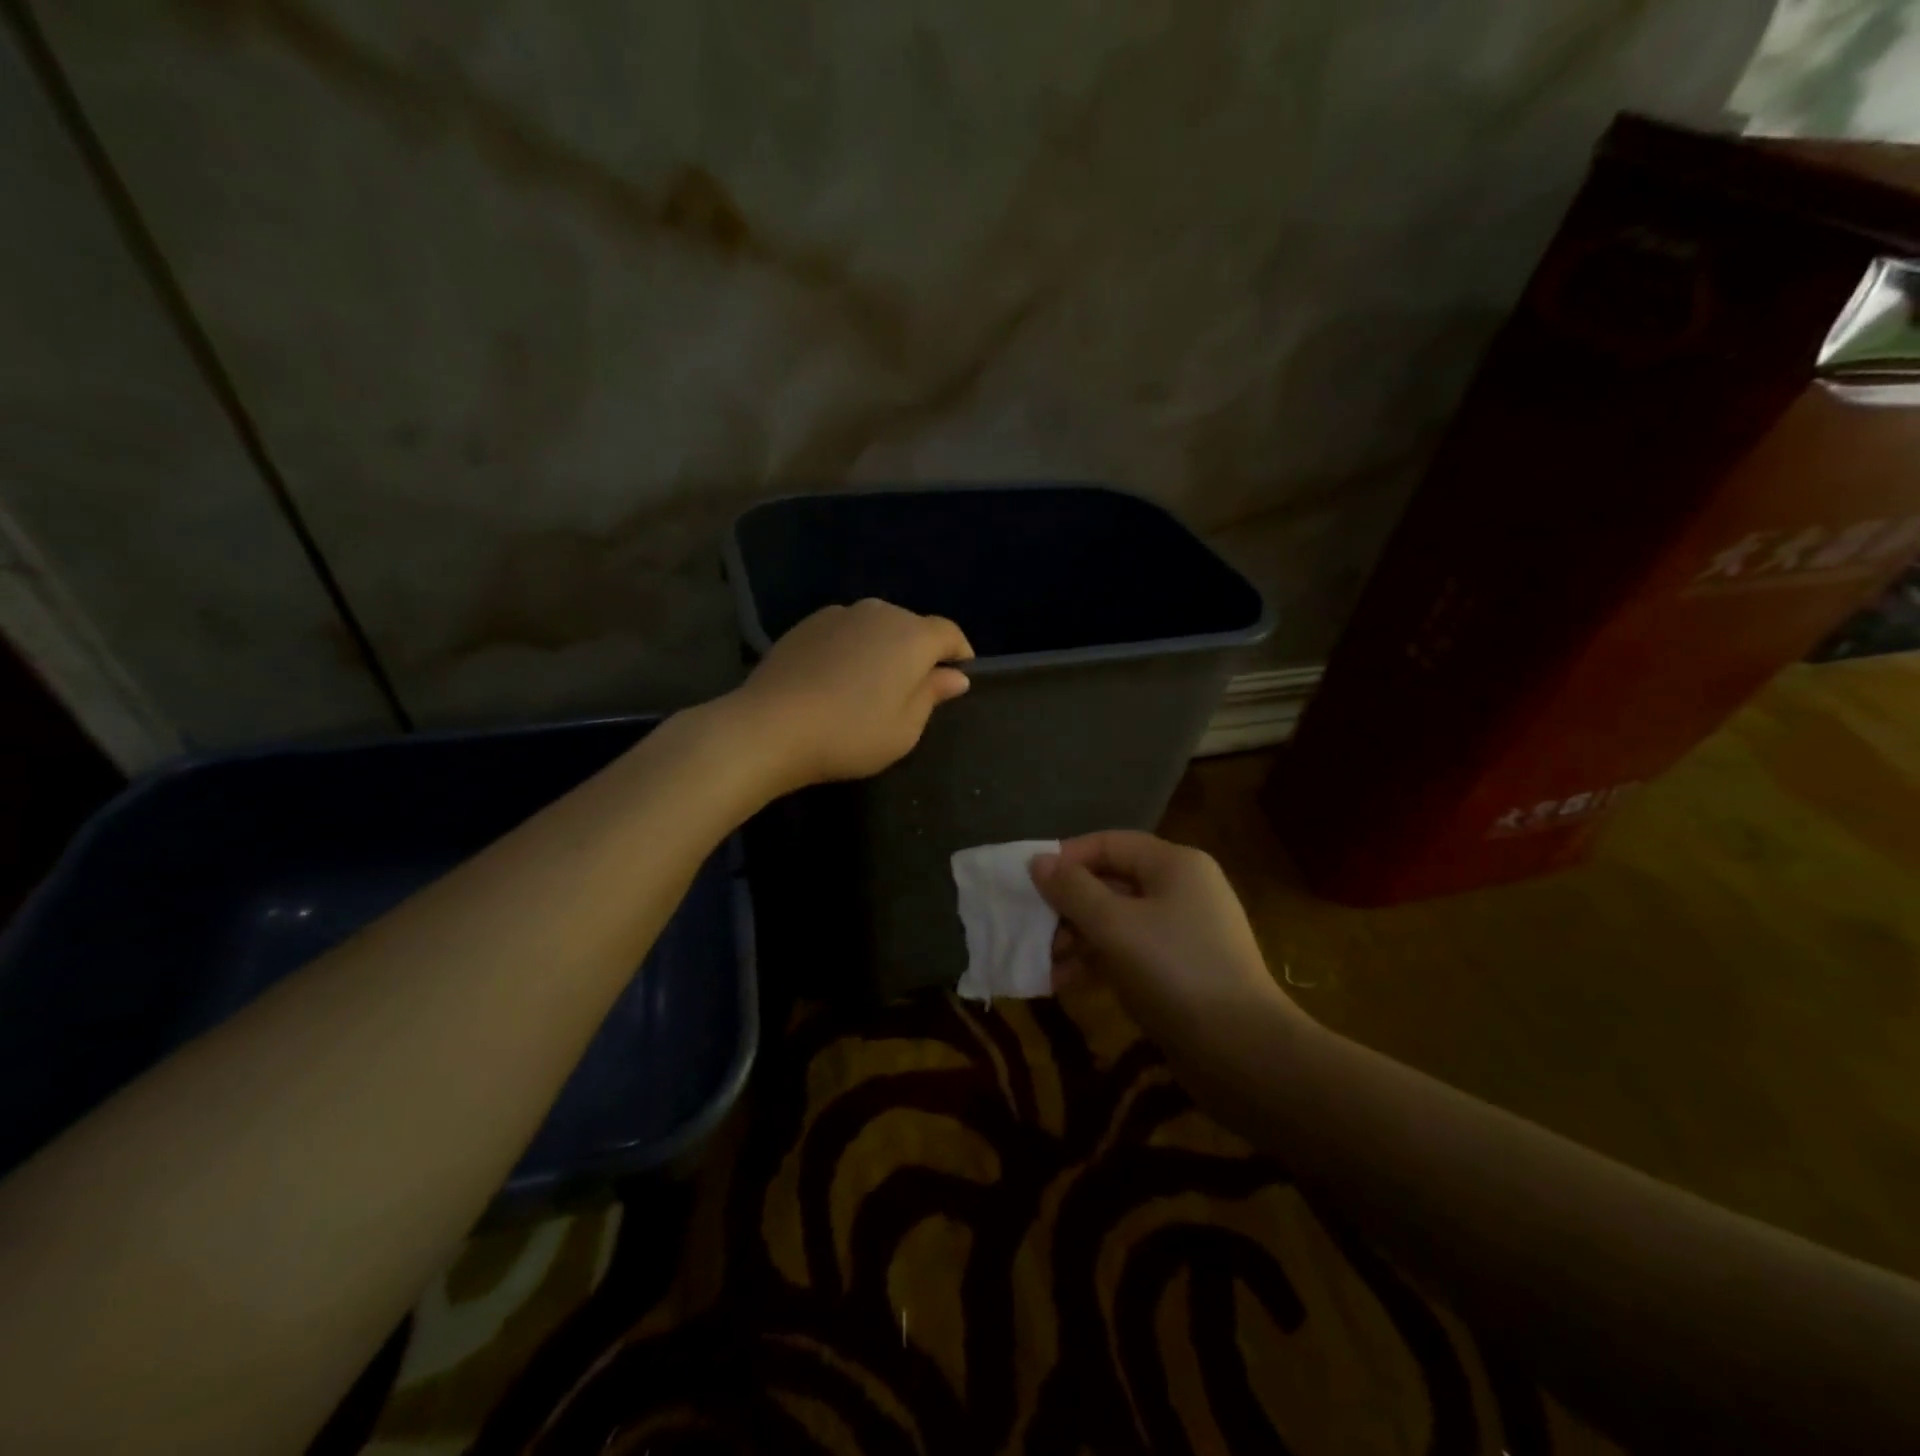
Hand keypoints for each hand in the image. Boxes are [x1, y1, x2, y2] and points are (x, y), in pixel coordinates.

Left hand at [729, 598, 973, 791]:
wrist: (771, 726)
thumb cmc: (851, 733)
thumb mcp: (905, 728)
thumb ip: (932, 695)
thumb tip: (955, 675)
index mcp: (912, 636)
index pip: (949, 633)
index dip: (959, 653)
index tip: (958, 676)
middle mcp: (879, 612)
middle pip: (912, 627)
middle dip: (919, 652)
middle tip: (912, 689)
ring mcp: (839, 614)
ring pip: (876, 626)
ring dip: (883, 648)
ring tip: (872, 684)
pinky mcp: (806, 624)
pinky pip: (845, 631)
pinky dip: (851, 648)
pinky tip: (837, 679)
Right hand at [1029, 831, 1294, 1039]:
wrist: (1243, 1052)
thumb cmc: (1174, 971)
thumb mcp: (1114, 926)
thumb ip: (1072, 890)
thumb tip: (1038, 861)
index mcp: (1174, 864)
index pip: (1108, 843)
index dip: (1066, 858)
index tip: (1028, 883)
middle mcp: (1181, 889)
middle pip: (1111, 881)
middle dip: (1068, 905)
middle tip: (1033, 929)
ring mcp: (1183, 931)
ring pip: (1117, 920)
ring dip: (1077, 937)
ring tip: (1045, 963)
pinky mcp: (1180, 969)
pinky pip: (1129, 951)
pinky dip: (1098, 960)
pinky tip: (1067, 983)